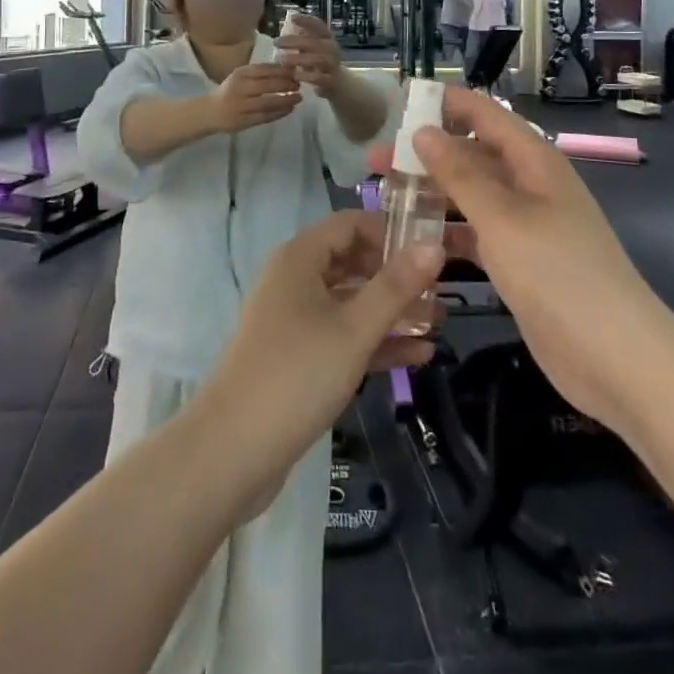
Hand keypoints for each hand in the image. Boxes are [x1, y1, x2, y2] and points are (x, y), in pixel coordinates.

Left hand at [200, 211, 446, 512]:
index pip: (350, 224)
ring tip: (438, 323)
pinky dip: (374, 341)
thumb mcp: (354, 329)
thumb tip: (434, 245)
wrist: (233, 449)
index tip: (430, 252)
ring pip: (349, 302)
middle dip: (395, 275)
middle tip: (441, 290)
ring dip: (391, 311)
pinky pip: (341, 336)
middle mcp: (294, 279)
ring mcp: (293, 319)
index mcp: (300, 258)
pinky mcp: (297, 356)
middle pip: (352, 261)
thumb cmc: (297, 374)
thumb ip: (396, 286)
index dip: (390, 232)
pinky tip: (418, 356)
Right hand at [210, 63, 300, 132]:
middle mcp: (240, 88)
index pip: (264, 69)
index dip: (282, 70)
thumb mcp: (241, 76)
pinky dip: (280, 113)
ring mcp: (242, 106)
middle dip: (287, 85)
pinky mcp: (245, 121)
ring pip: (269, 102)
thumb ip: (260, 73)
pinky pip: (266, 116)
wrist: (210, 112)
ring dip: (287, 100)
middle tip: (299, 84)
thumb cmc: (230, 91)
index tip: (296, 70)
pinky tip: (290, 109)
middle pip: (268, 85)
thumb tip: (288, 69)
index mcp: (240, 74)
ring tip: (298, 98)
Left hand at [276, 12, 343, 91]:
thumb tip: (284, 26)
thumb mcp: (313, 48)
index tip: (292, 18)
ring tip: (281, 60)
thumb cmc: (320, 63)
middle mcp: (332, 49)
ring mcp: (333, 65)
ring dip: (298, 58)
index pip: (319, 25)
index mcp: (327, 38)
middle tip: (276, 42)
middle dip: (293, 41)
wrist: (340, 84)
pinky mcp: (331, 80)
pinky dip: (306, 76)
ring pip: (317, 59)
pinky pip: (319, 77)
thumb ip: (302, 38)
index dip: (306, 20)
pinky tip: (294, 76)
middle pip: (313, 42)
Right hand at [366, 88, 664, 426]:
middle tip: (375, 161)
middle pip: (471, 155)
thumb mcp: (502, 218)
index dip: (444, 104)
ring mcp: (524, 225)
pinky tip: (412, 239)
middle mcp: (528, 185)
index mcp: (533, 161)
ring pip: (469, 195)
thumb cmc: (559, 274)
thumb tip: (422, 132)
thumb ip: (459, 174)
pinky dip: (446, 232)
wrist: (617, 359)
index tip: (398, 104)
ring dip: (431, 193)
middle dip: (425, 154)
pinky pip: (475, 233)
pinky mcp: (518, 261)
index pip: (484, 114)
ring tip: (384, 197)